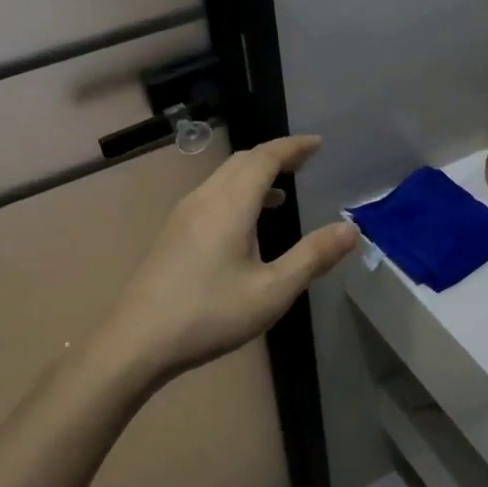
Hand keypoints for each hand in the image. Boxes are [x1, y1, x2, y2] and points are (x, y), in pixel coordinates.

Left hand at [89, 135, 358, 385]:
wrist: (137, 342)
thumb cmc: (210, 314)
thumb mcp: (272, 291)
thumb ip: (312, 257)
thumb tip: (350, 229)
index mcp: (230, 205)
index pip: (265, 158)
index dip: (293, 147)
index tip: (318, 144)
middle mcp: (205, 199)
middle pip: (242, 161)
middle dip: (275, 155)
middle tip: (304, 161)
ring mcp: (183, 215)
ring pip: (223, 177)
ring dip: (254, 174)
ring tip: (282, 191)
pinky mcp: (172, 233)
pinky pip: (212, 195)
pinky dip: (237, 192)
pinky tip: (246, 223)